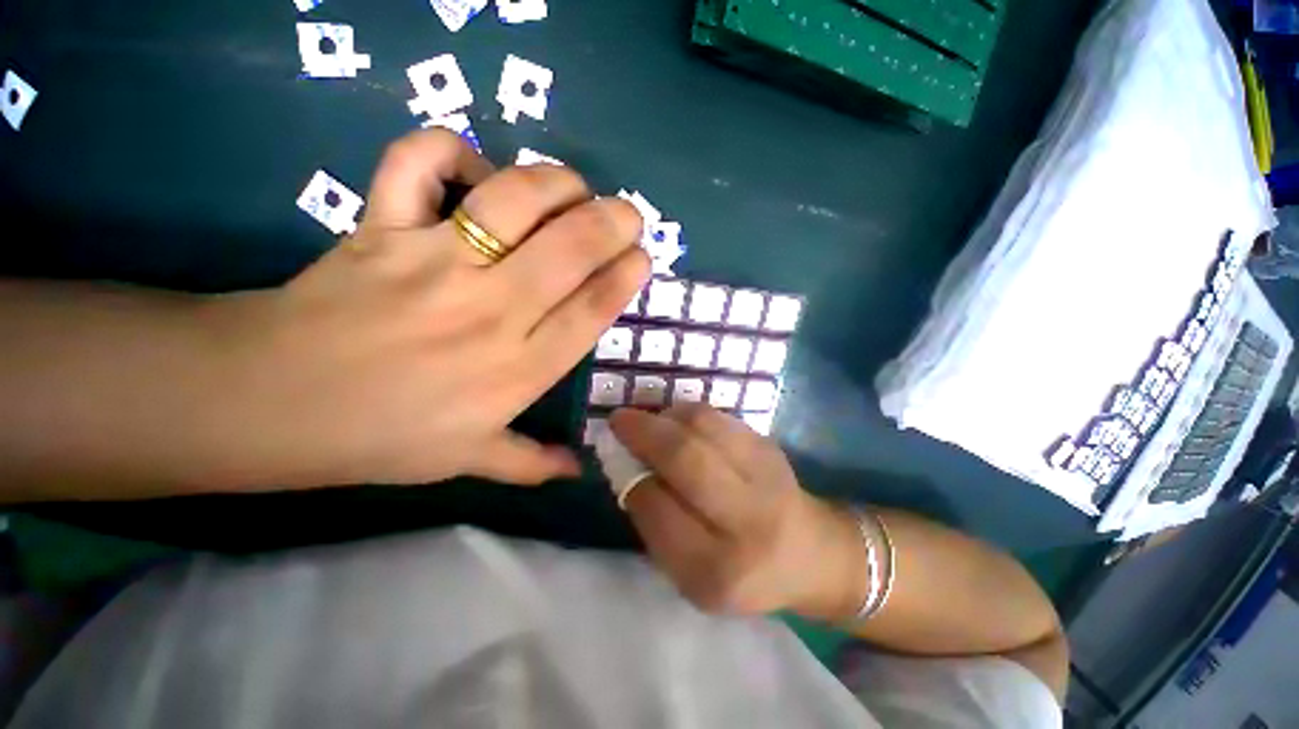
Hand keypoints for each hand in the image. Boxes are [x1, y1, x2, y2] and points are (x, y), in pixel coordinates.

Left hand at [206, 129, 649, 488]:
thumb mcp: (468, 459)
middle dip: (613, 222)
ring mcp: (435, 264)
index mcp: (518, 369)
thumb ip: (530, 463)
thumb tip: (578, 472)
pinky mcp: (381, 228)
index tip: (643, 257)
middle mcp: (491, 312)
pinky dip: (448, 149)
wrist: (274, 405)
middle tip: (627, 214)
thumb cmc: (383, 437)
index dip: (624, 277)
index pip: (592, 311)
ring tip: (572, 186)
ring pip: (514, 201)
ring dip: (556, 183)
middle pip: (570, 251)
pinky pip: (417, 164)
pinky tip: (471, 167)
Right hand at [611, 404, 866, 620]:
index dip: (632, 479)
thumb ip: (655, 524)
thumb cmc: (739, 571)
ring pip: (703, 425)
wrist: (809, 553)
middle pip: (685, 457)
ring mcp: (765, 475)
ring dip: (665, 417)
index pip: (657, 510)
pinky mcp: (769, 446)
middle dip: (643, 432)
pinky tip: (677, 423)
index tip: (620, 463)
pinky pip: (718, 417)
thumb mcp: (688, 573)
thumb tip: (629, 465)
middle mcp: (747, 520)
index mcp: (717, 570)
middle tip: (619, 420)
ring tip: (650, 422)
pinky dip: (688, 414)